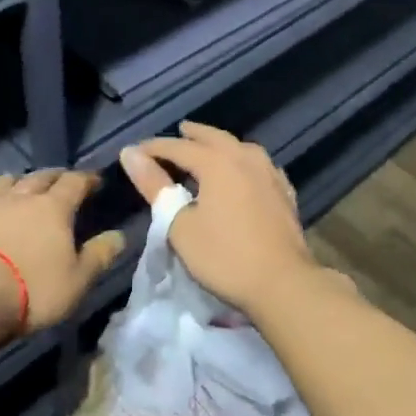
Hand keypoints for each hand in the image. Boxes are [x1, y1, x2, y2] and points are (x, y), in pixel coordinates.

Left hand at [0, 170, 124, 334]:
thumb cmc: (33, 288)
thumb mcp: (78, 279)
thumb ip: (99, 255)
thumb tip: (119, 236)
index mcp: (53, 208)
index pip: (75, 182)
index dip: (87, 179)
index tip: (96, 181)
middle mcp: (20, 199)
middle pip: (40, 177)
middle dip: (54, 176)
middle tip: (62, 180)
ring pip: (4, 184)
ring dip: (17, 183)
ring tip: (23, 189)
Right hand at [119, 122, 323, 317]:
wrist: (283, 283)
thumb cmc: (224, 256)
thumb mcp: (179, 225)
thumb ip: (155, 187)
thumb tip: (130, 153)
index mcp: (218, 163)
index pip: (179, 147)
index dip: (155, 148)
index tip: (135, 151)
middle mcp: (246, 159)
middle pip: (215, 138)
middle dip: (194, 135)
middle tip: (179, 131)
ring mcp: (270, 174)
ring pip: (241, 148)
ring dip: (221, 144)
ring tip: (210, 149)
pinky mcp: (285, 193)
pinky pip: (260, 166)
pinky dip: (245, 162)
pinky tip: (246, 172)